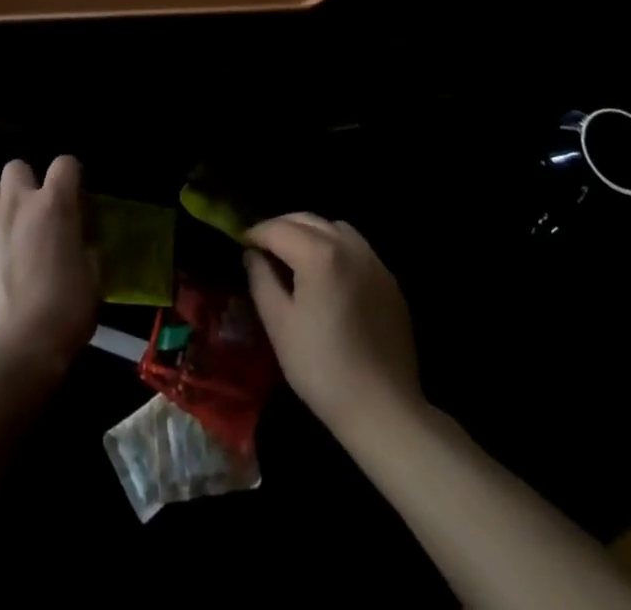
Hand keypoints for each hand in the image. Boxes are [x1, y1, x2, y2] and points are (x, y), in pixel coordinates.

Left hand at [0, 157, 97, 373]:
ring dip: (3, 205)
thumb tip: (78, 242)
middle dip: (28, 182)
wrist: (17, 348)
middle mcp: (16, 204)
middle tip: (38, 211)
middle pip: (17, 167)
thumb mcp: (92, 275)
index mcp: (53, 204)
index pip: (65, 163)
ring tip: (13, 232)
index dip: (72, 175)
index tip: (77, 195)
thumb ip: (84, 246)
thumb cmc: (65, 310)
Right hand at [244, 213, 420, 433]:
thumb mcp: (279, 324)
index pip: (278, 229)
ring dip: (310, 233)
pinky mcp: (390, 282)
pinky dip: (336, 249)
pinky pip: (357, 249)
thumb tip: (252, 255)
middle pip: (307, 220)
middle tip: (262, 247)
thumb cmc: (322, 368)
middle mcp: (349, 246)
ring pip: (335, 228)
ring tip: (295, 256)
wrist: (383, 410)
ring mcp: (374, 263)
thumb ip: (261, 279)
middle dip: (281, 227)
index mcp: (319, 253)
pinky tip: (328, 276)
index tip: (240, 245)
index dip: (255, 234)